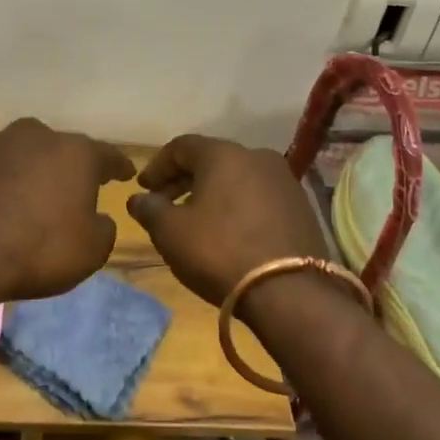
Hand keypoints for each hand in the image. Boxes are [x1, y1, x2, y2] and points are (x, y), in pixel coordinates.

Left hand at [0, 118, 135, 304]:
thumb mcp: (92, 250)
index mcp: (76, 152)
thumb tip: (97, 217)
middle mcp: (38, 135)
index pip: (108, 155)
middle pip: (61, 149)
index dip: (118, 166)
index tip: (125, 172)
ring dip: (29, 168)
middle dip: (67, 166)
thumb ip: (103, 227)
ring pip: (23, 152)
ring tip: (28, 192)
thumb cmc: (40, 249)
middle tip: (70, 189)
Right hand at [127, 136, 327, 304]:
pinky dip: (237, 207)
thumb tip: (138, 199)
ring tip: (195, 220)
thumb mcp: (171, 232)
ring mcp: (285, 182)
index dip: (157, 166)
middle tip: (163, 204)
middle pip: (211, 160)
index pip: (181, 146)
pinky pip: (259, 197)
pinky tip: (228, 232)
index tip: (143, 188)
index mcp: (224, 154)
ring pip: (237, 178)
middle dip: (183, 180)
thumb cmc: (220, 252)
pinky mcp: (301, 208)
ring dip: (212, 194)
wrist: (289, 292)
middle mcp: (257, 157)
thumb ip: (150, 209)